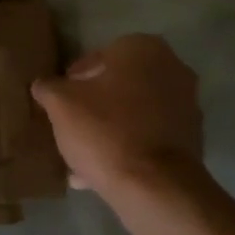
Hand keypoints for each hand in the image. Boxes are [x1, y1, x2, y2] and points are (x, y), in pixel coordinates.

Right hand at [30, 34, 202, 195]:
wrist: (154, 185)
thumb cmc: (105, 131)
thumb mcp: (61, 105)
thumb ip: (49, 88)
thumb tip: (43, 85)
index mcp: (144, 49)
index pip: (100, 56)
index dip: (74, 80)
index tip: (60, 101)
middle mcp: (173, 68)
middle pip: (120, 85)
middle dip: (95, 104)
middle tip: (71, 125)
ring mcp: (187, 105)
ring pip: (134, 114)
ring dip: (110, 129)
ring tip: (81, 155)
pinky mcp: (191, 139)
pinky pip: (149, 138)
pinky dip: (128, 149)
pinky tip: (100, 173)